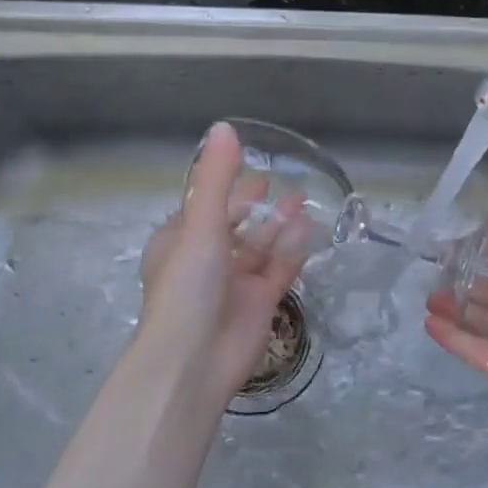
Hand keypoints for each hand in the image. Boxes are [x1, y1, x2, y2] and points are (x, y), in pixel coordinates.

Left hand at [140, 123, 313, 401]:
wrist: (195, 361)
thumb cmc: (188, 286)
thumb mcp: (200, 224)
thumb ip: (216, 177)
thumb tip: (225, 126)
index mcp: (180, 242)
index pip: (205, 207)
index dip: (226, 188)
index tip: (249, 168)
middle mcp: (206, 260)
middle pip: (236, 225)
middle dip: (257, 206)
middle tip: (281, 181)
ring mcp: (235, 283)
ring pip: (261, 246)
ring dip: (279, 224)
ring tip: (303, 199)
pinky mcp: (260, 302)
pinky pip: (279, 268)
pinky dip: (292, 250)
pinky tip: (307, 229)